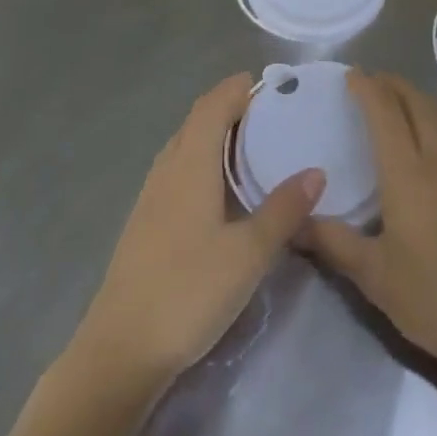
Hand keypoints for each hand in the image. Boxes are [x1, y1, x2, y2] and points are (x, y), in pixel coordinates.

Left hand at [72, 73, 324, 389]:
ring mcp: (152, 195)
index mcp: (191, 163)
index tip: (271, 84)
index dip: (238, 88)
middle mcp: (168, 168)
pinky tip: (220, 189)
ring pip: (185, 144)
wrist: (119, 352)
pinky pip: (178, 169)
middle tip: (270, 112)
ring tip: (250, 143)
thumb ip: (283, 210)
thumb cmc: (188, 292)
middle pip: (197, 120)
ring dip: (214, 132)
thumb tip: (317, 171)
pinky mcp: (146, 221)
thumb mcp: (248, 254)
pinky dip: (202, 159)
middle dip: (230, 106)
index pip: (213, 105)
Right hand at [301, 71, 436, 383]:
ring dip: (421, 97)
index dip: (368, 88)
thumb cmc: (433, 300)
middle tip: (371, 83)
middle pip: (416, 103)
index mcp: (407, 174)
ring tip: (403, 100)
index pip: (385, 113)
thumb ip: (332, 243)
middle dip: (392, 85)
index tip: (351, 75)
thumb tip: (294, 222)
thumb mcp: (374, 277)